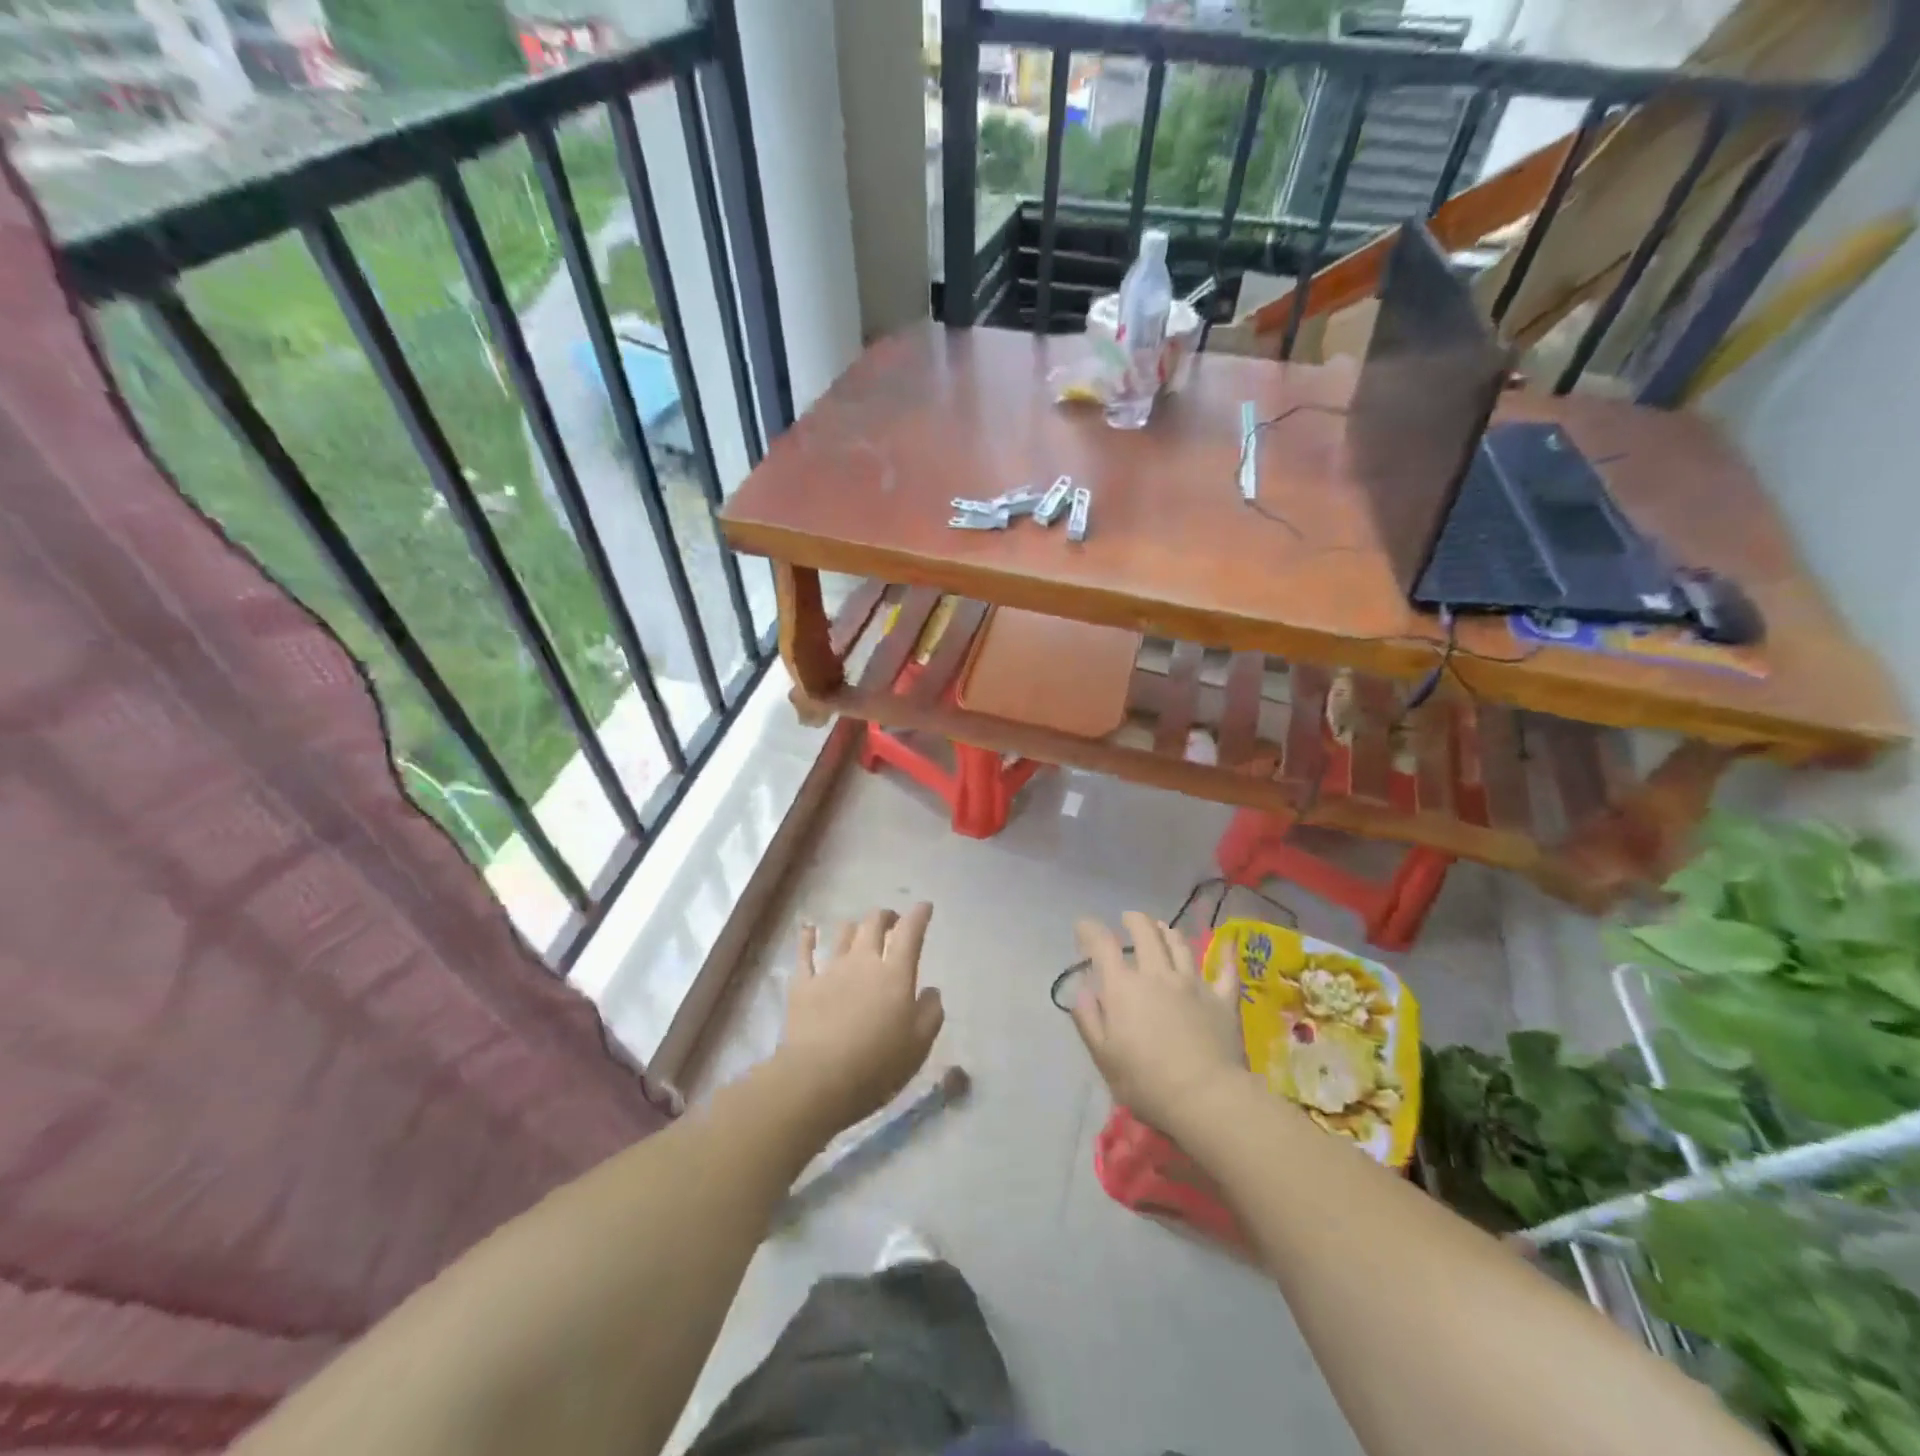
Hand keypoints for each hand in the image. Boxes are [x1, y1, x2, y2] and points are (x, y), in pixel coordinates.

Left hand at [777, 904, 943, 1135]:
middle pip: (874, 923)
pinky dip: (808, 938)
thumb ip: (931, 1012)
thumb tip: (931, 990)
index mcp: (895, 973)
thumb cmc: (877, 1064)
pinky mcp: (803, 984)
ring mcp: (830, 970)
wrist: (818, 1079)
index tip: (925, 907)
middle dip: (886, 916)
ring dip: (855, 927)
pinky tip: (809, 930)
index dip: (919, 915)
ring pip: (844, 933)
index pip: (910, 932)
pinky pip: (805, 953)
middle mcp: (863, 961)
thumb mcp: (919, 1044)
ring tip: (859, 931)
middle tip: (892, 921)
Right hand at [1069, 912, 1247, 1137]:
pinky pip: (1225, 971)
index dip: (1090, 929)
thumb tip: (1081, 989)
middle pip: (1145, 934)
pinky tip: (1226, 945)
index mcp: (1123, 988)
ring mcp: (1192, 984)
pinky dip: (1224, 956)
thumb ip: (1089, 1019)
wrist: (1205, 1097)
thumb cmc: (1146, 1082)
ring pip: (1179, 945)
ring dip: (1167, 931)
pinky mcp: (1221, 1000)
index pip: (1102, 946)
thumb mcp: (1103, 1056)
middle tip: (1128, 918)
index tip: (1082, 925)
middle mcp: (1157, 975)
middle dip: (1134, 920)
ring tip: (1162, 927)